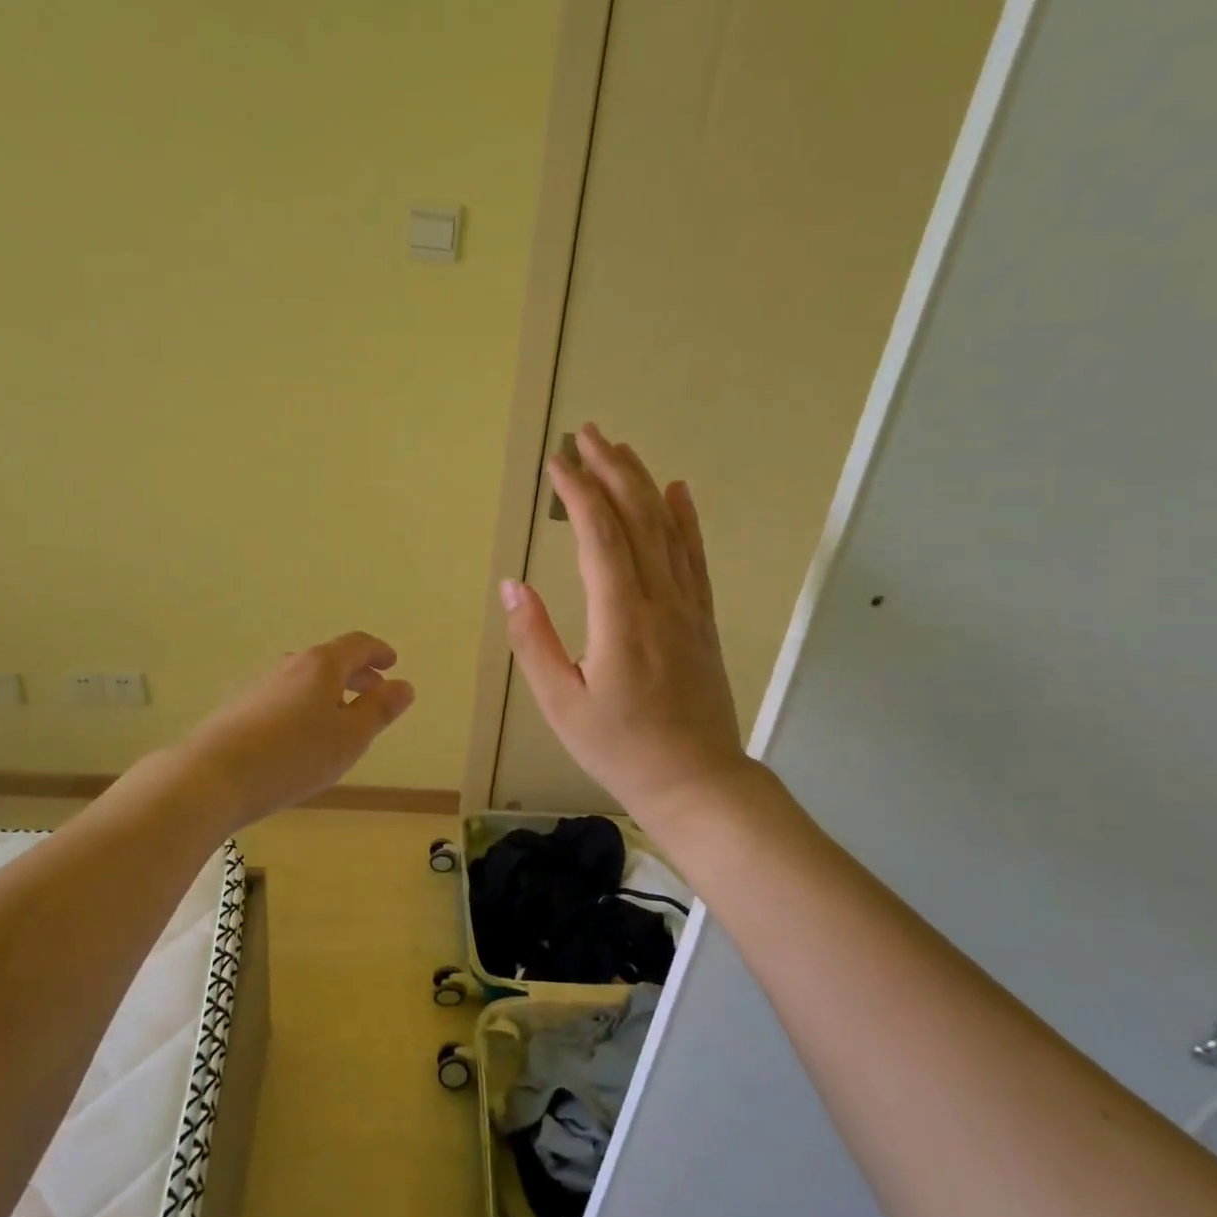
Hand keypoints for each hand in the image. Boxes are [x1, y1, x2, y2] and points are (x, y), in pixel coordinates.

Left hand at [177, 631, 415, 827]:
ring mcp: (260, 684)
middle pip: (330, 660)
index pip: (357, 644)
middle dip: (357, 674)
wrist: (211, 777)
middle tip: (375, 693)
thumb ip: (380, 710)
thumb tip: (404, 685)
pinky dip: (305, 706)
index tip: (392, 663)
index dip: (378, 652)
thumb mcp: (350, 737)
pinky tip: (302, 737)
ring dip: (330, 691)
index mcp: (321, 664)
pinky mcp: (240, 708)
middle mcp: (290, 665)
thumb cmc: (293, 755)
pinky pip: (285, 697)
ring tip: (341, 720)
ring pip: (306, 679)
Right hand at [503, 424, 757, 827]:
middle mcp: (659, 600)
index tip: (557, 462)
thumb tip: (513, 584)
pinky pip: (695, 556)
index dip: (578, 493)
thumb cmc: (620, 749)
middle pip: (637, 518)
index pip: (600, 536)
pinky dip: (686, 518)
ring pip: (667, 529)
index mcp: (621, 618)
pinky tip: (679, 490)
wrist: (698, 783)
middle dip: (611, 470)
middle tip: (588, 434)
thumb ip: (536, 640)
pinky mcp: (703, 618)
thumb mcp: (561, 704)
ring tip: (621, 448)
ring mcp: (688, 606)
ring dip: (643, 483)